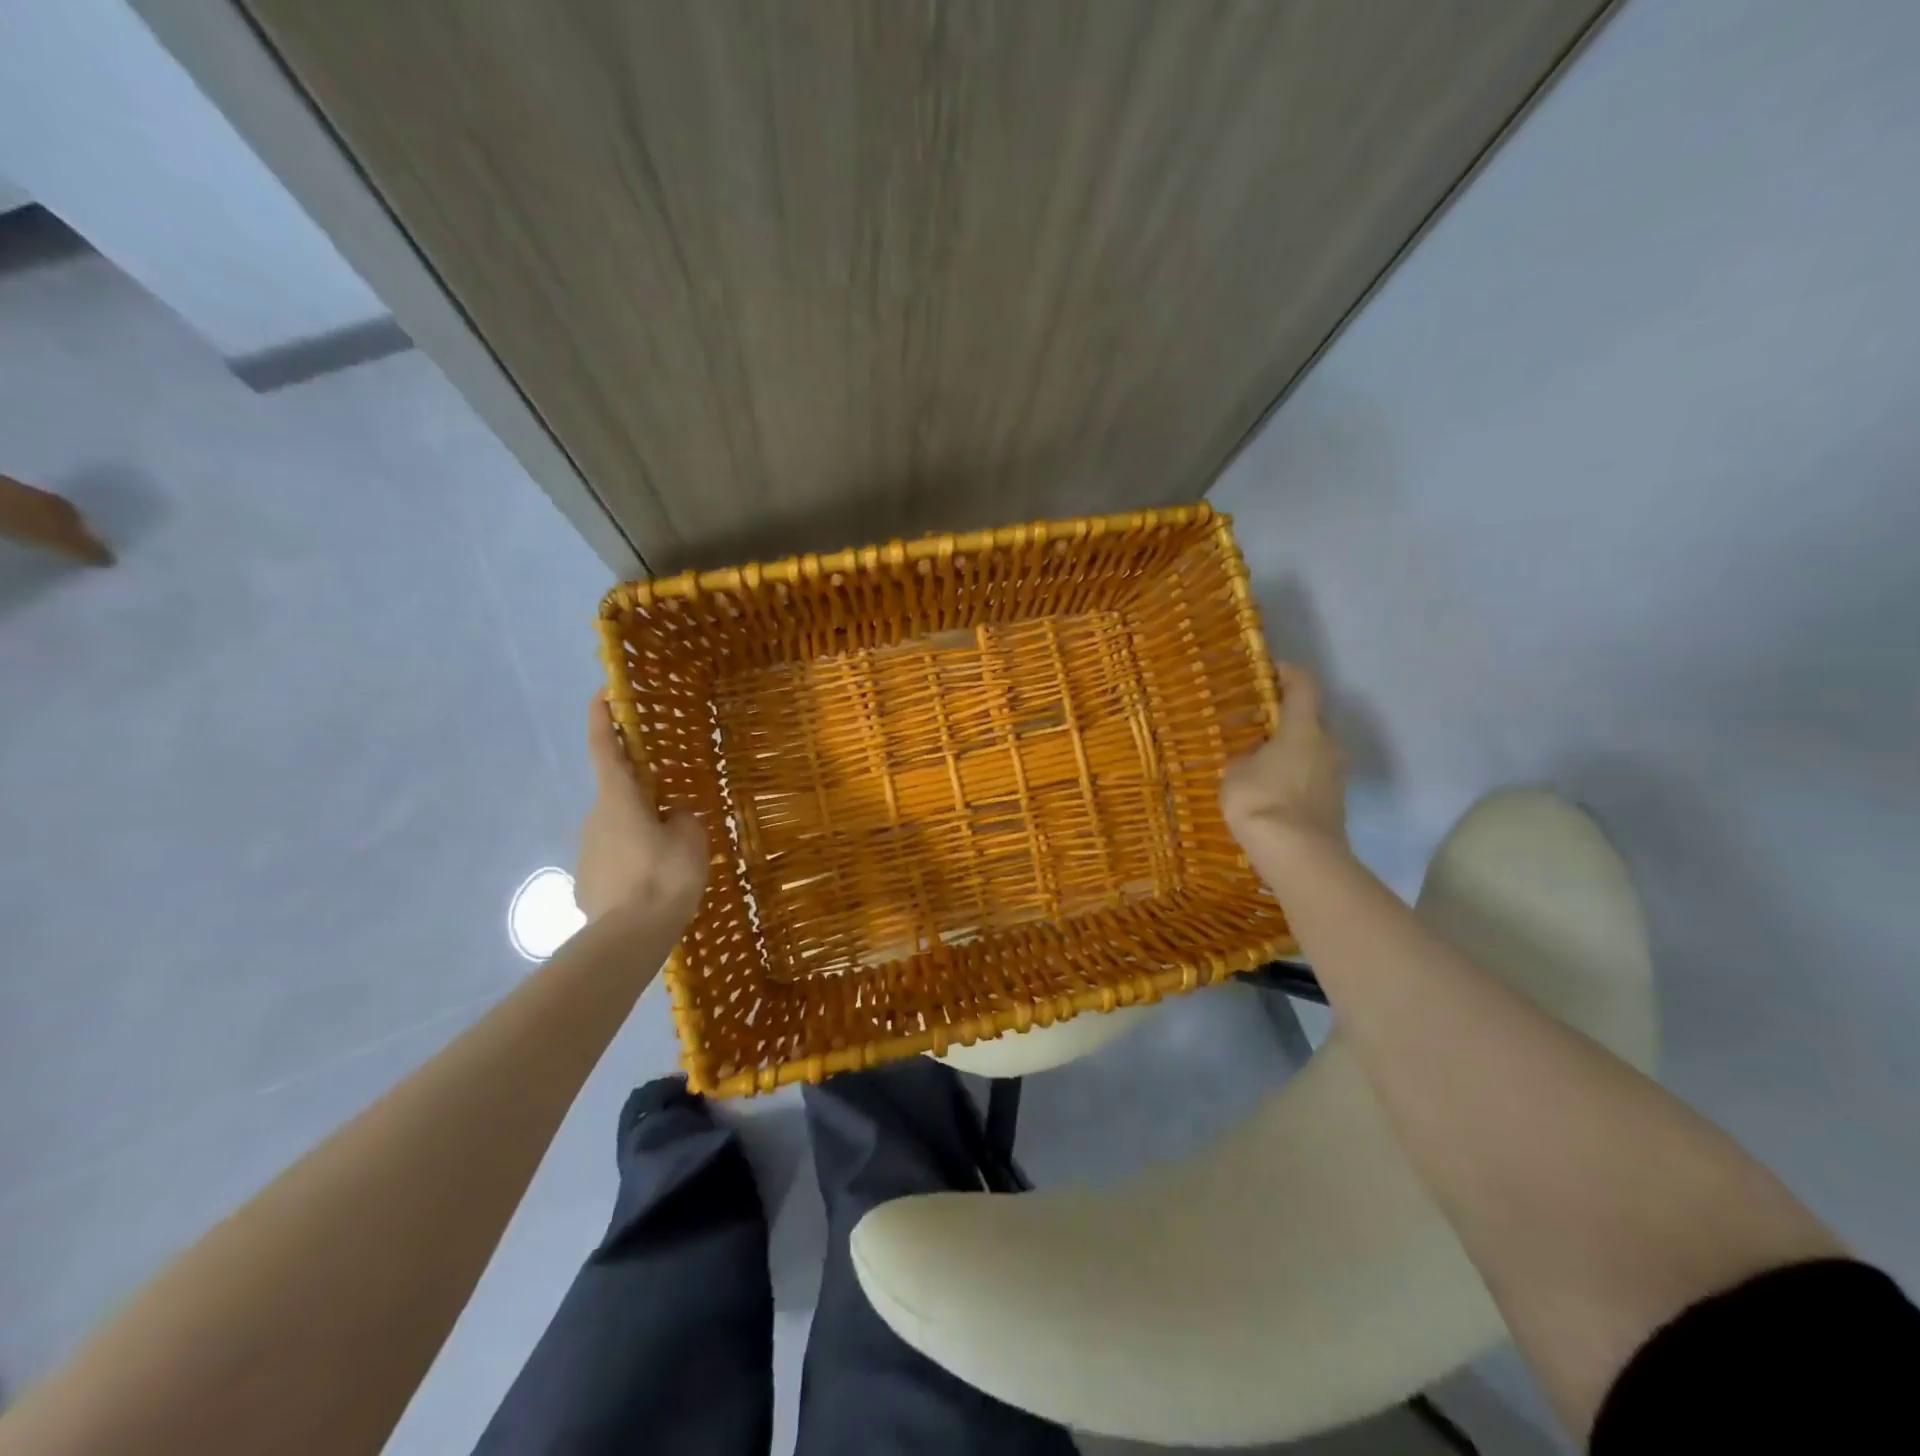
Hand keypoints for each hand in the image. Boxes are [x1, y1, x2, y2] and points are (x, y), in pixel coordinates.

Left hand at [577, 692, 708, 923]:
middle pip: (620, 795)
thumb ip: (683, 818)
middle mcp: (595, 818)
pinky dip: (635, 863)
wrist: (629, 938)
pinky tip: (655, 885)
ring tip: (673, 859)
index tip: (601, 693)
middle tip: (676, 810)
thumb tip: (673, 817)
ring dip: (642, 834)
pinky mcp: (587, 881)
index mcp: (619, 799)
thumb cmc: (664, 876)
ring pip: (620, 830)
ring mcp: (587, 852)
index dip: (602, 718)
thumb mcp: (691, 839)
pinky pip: (616, 860)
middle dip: (644, 796)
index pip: (606, 748)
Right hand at [1220, 663, 1347, 850]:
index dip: (1288, 673)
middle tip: (1254, 728)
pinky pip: (1311, 779)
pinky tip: (1269, 793)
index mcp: (1303, 728)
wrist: (1300, 856)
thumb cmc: (1262, 801)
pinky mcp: (1335, 803)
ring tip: (1258, 764)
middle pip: (1310, 720)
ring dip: (1289, 753)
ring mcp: (1336, 776)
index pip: (1304, 685)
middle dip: (1284, 721)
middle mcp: (1327, 745)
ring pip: (1311, 752)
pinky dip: (1293, 778)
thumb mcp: (1234, 774)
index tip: (1268, 672)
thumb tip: (1250, 760)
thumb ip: (1243, 759)